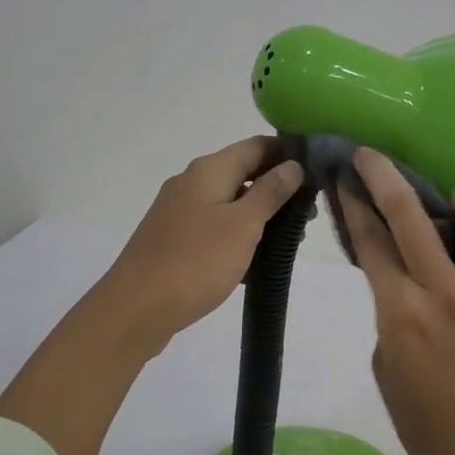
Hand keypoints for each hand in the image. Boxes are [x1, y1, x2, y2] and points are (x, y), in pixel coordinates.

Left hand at [95, 136, 305, 352]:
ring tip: (288, 241)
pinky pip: (214, 227)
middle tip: (308, 215)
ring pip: (229, 202)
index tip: (319, 173)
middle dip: (277, 189)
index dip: (288, 153)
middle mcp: (191, 182)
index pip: (257, 146)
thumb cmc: (196, 262)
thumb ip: (270, 192)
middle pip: (243, 172)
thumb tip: (292, 164)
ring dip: (259, 216)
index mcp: (209, 170)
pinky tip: (255, 261)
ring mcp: (179, 211)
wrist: (135, 309)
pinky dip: (238, 236)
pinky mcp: (174, 239)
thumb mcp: (243, 225)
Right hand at [343, 146, 454, 454]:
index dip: (353, 204)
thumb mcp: (387, 371)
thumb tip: (402, 284)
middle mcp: (445, 293)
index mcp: (401, 314)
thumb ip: (391, 318)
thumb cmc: (431, 428)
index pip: (370, 242)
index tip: (344, 177)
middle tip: (373, 155)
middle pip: (409, 214)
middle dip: (383, 174)